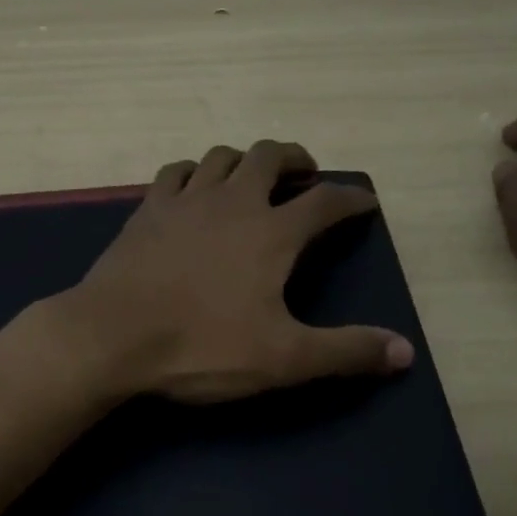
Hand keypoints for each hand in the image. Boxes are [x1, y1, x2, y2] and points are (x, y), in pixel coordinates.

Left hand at [57, 140, 415, 404]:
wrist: (111, 336)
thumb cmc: (201, 346)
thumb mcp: (283, 358)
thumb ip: (345, 351)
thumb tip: (405, 351)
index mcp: (271, 232)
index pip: (324, 202)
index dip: (350, 198)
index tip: (364, 201)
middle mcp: (232, 202)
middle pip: (269, 156)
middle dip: (294, 158)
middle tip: (305, 173)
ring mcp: (184, 201)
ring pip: (221, 157)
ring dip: (244, 160)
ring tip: (252, 177)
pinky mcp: (147, 211)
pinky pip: (175, 172)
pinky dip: (193, 172)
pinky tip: (193, 188)